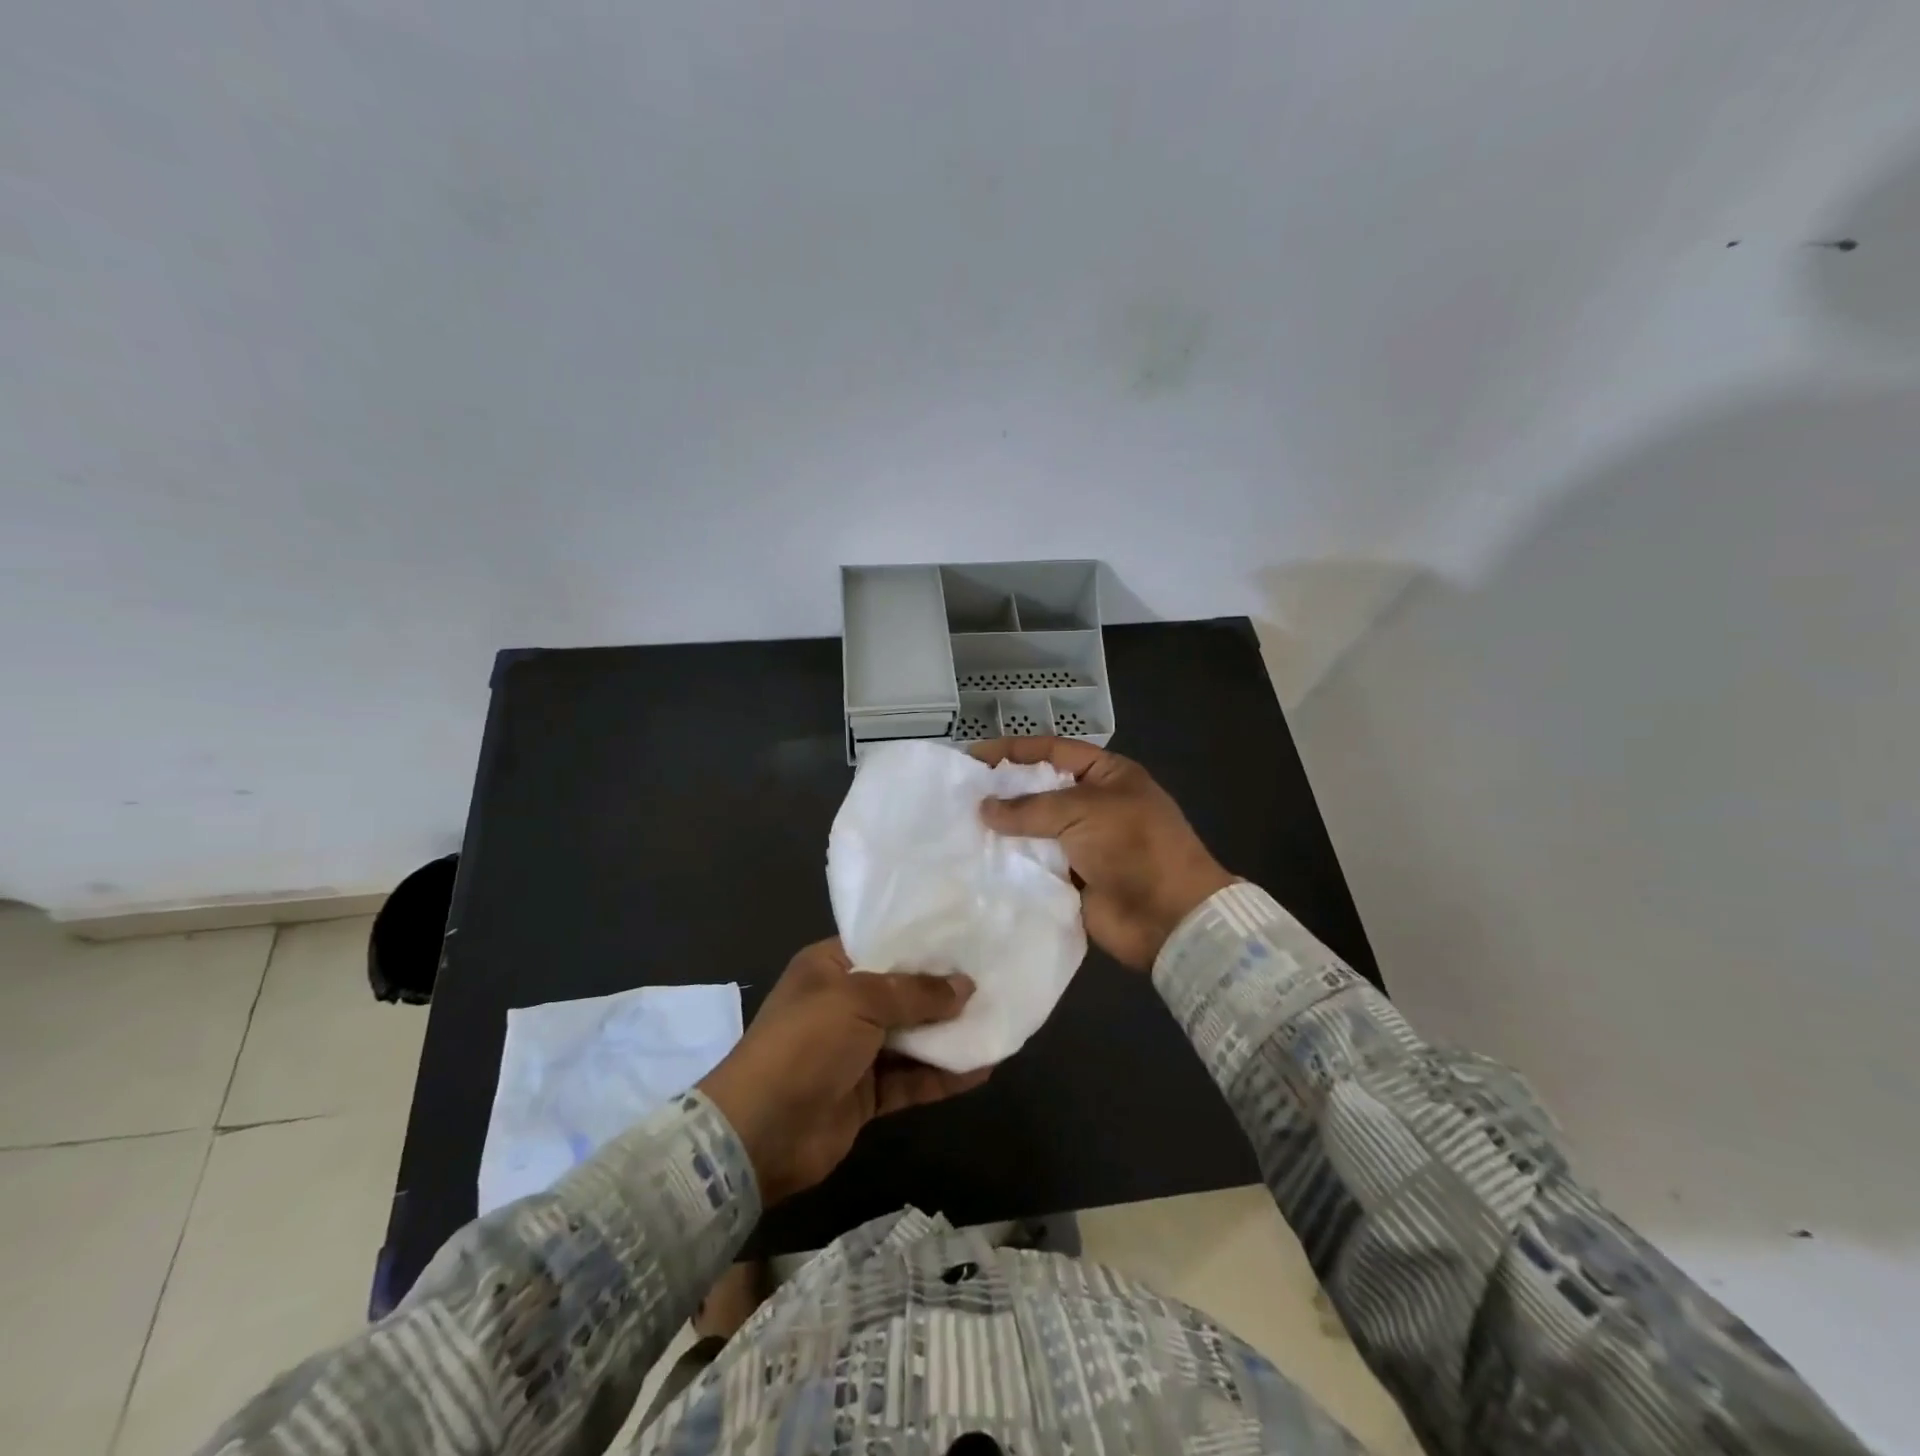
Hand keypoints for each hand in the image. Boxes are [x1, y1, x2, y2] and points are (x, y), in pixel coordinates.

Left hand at [696, 939, 989, 1205]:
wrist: (760, 1133)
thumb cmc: (805, 1044)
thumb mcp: (859, 1001)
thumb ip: (915, 992)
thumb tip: (966, 986)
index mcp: (830, 967)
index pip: (883, 944)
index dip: (923, 943)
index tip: (967, 938)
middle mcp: (844, 1003)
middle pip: (903, 991)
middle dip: (944, 989)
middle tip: (995, 978)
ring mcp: (855, 1050)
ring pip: (912, 1036)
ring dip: (949, 1034)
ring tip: (998, 1021)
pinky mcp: (867, 1093)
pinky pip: (913, 1078)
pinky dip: (944, 1074)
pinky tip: (983, 1068)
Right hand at [971, 737, 1235, 970]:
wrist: (1169, 917)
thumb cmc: (1134, 847)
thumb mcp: (1084, 811)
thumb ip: (1031, 808)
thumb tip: (985, 808)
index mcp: (1107, 775)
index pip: (1054, 751)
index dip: (1014, 750)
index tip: (973, 755)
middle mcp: (1092, 805)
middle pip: (1040, 790)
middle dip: (1003, 790)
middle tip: (960, 792)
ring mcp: (1081, 843)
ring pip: (1033, 829)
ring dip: (1003, 829)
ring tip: (960, 825)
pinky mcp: (1070, 879)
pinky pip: (1035, 864)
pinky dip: (1011, 862)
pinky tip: (978, 859)